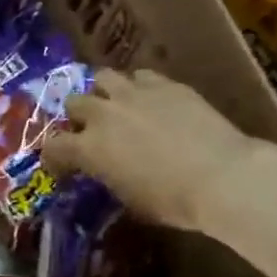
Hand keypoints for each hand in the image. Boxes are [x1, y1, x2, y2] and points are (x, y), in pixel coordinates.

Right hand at [42, 68, 276, 236]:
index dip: (53, 157)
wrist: (223, 176)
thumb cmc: (173, 201)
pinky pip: (140, 76)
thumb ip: (110, 179)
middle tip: (89, 132)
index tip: (62, 167)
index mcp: (89, 149)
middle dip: (76, 118)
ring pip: (103, 77)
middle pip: (74, 103)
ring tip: (114, 105)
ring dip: (102, 92)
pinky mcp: (166, 84)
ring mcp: (135, 94)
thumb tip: (109, 173)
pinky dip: (137, 87)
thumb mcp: (130, 200)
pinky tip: (148, 100)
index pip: (53, 145)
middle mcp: (105, 114)